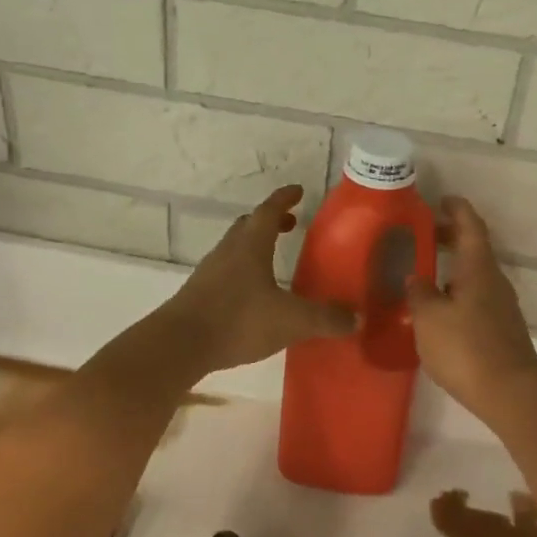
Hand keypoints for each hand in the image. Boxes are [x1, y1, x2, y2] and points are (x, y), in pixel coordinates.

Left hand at [159, 186, 353, 374]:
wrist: (180, 345)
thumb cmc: (238, 320)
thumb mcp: (291, 320)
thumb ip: (325, 318)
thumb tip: (357, 319)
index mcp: (250, 246)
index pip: (269, 211)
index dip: (284, 199)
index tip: (298, 191)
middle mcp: (228, 252)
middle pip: (248, 226)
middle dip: (270, 222)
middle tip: (290, 224)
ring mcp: (209, 273)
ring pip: (234, 249)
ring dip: (254, 247)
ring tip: (273, 259)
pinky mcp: (199, 295)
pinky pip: (225, 273)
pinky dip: (243, 272)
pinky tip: (253, 294)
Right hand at [406, 197, 536, 417]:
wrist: (509, 392)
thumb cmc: (466, 347)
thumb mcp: (429, 318)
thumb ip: (419, 293)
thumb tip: (416, 278)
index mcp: (478, 268)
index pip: (470, 226)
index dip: (457, 209)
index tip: (442, 199)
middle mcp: (494, 281)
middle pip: (474, 249)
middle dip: (451, 237)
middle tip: (424, 235)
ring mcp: (501, 306)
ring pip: (475, 275)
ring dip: (453, 267)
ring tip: (425, 274)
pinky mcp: (501, 329)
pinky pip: (476, 297)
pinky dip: (458, 291)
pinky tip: (440, 309)